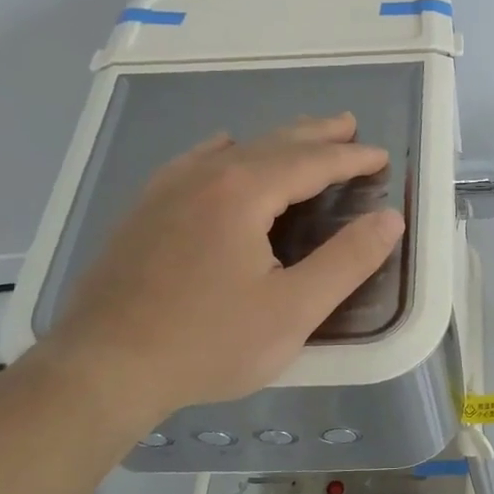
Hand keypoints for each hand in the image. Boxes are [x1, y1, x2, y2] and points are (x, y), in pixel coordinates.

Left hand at [35, 114, 404, 432]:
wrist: (103, 368)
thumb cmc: (208, 342)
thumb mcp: (294, 309)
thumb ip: (347, 261)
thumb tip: (390, 219)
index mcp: (243, 192)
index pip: (311, 162)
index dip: (350, 158)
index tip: (381, 156)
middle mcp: (203, 176)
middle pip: (271, 144)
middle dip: (315, 135)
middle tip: (348, 125)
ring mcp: (165, 191)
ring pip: (232, 151)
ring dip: (274, 142)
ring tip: (299, 139)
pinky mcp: (142, 213)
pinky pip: (193, 164)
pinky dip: (225, 153)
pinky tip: (222, 154)